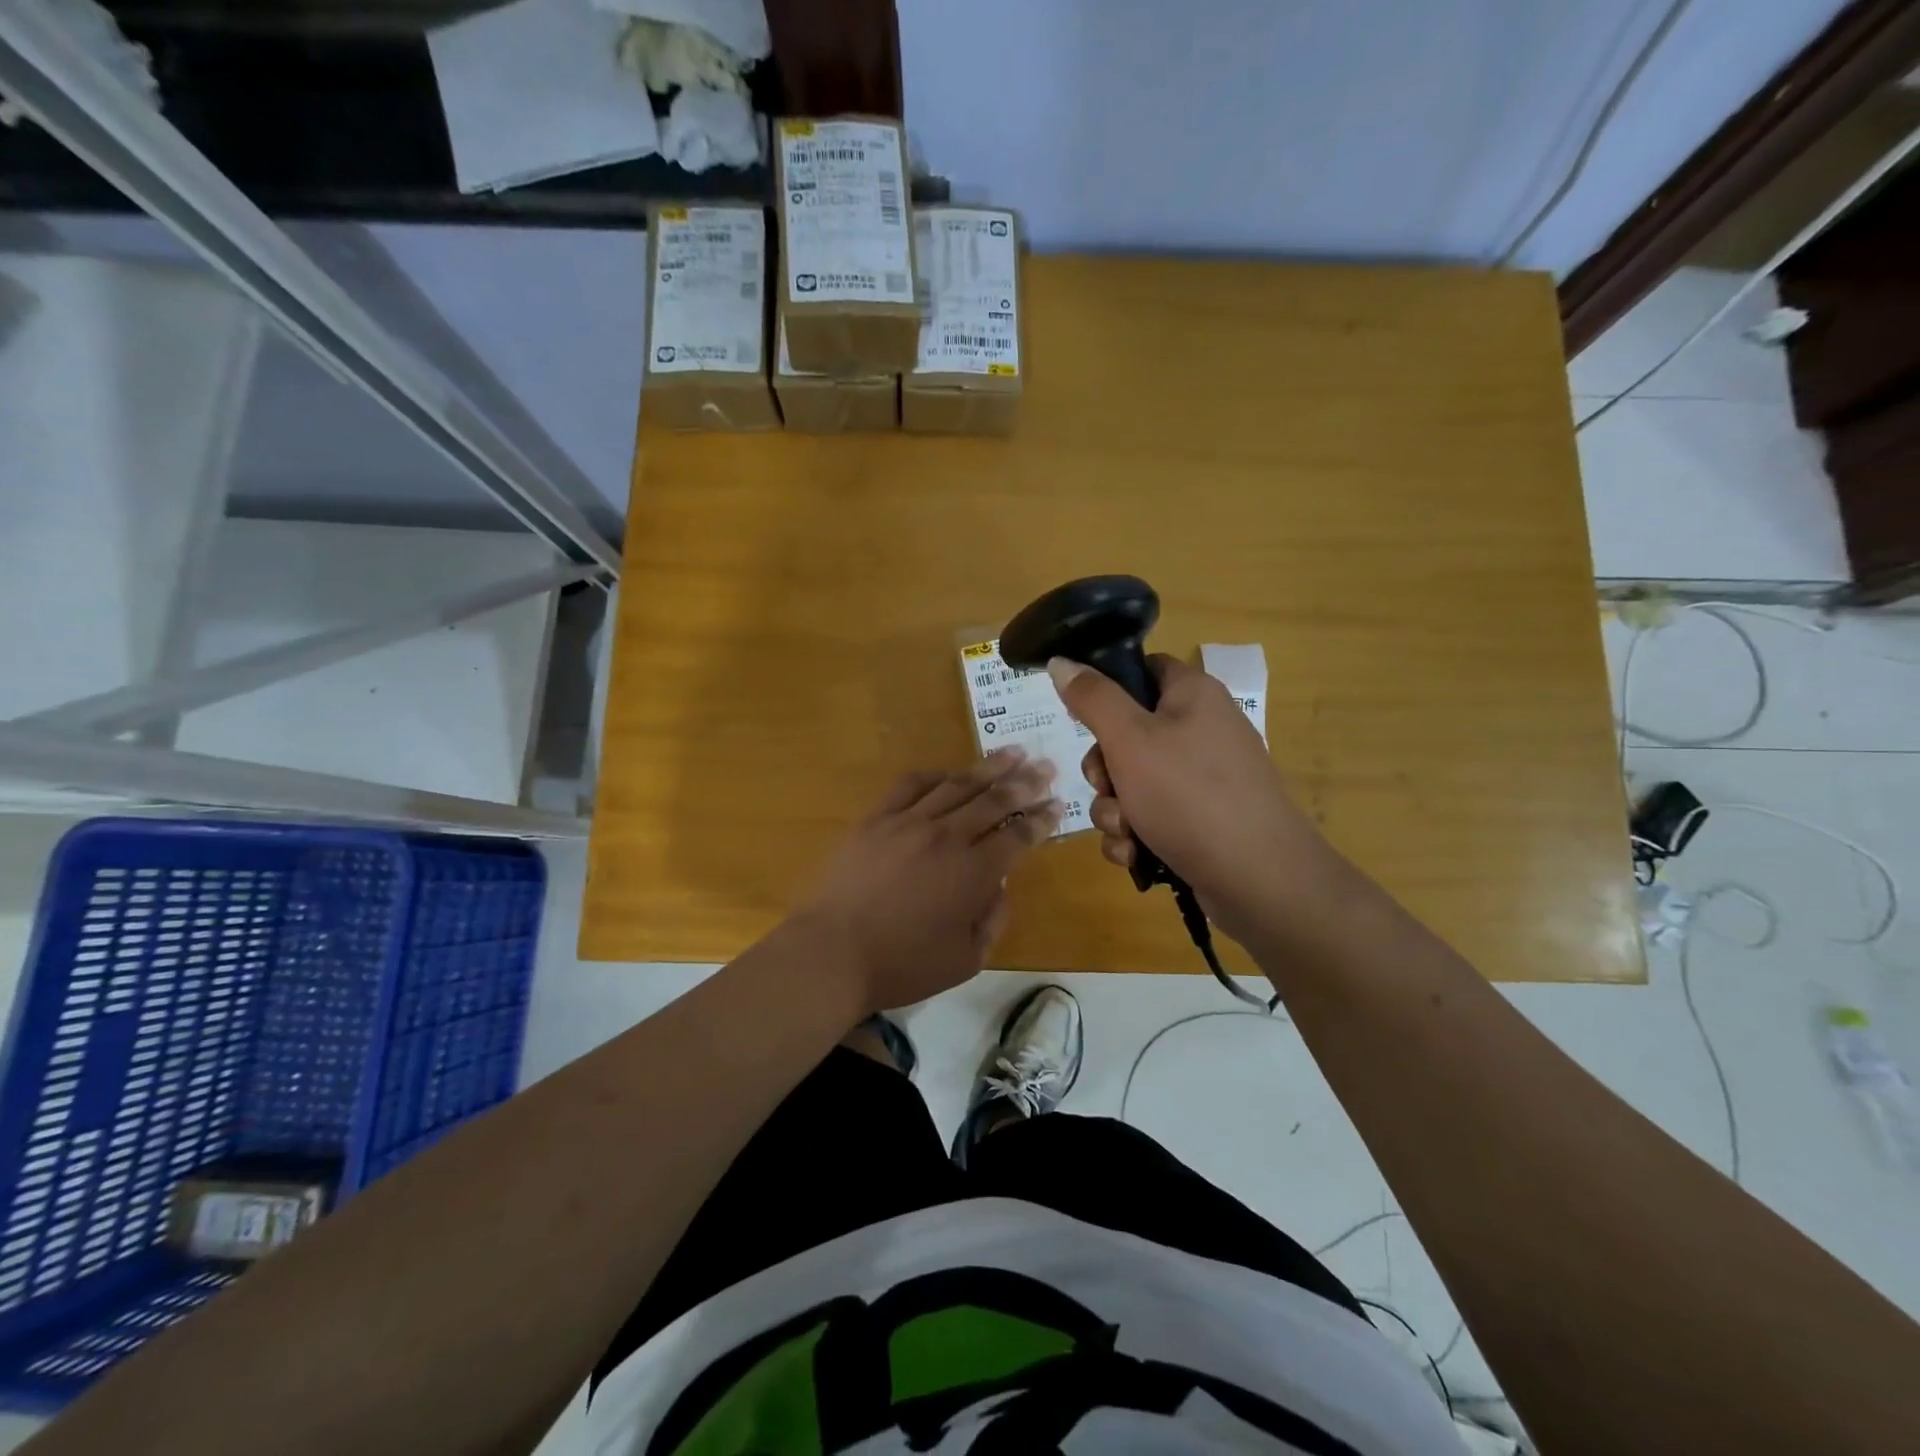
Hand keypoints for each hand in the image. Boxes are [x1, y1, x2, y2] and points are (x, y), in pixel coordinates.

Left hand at [793, 747, 1061, 1014]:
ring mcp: (909, 822)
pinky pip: (910, 786)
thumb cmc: (903, 965)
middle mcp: (947, 837)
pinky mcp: (876, 819)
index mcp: (974, 873)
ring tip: (1012, 752)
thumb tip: (1000, 885)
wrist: (833, 953)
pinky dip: (935, 775)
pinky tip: (948, 772)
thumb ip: (992, 919)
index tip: (1058, 804)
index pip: (1019, 836)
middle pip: (995, 800)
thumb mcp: (966, 960)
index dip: (1042, 819)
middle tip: (1046, 766)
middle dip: (1026, 782)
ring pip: (957, 785)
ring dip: (989, 767)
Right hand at [1048, 655, 1340, 947]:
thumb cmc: (1189, 795)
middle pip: (1127, 734)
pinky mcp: (1200, 821)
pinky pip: (1149, 817)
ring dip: (1114, 810)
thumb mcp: (1130, 739)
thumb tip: (1061, 661)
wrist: (1257, 878)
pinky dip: (1135, 836)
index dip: (1108, 689)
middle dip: (1103, 770)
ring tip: (1127, 832)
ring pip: (1131, 783)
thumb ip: (1092, 698)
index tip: (1083, 716)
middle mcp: (1200, 730)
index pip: (1142, 670)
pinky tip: (1136, 854)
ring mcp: (1202, 780)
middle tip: (1107, 785)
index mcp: (1192, 695)